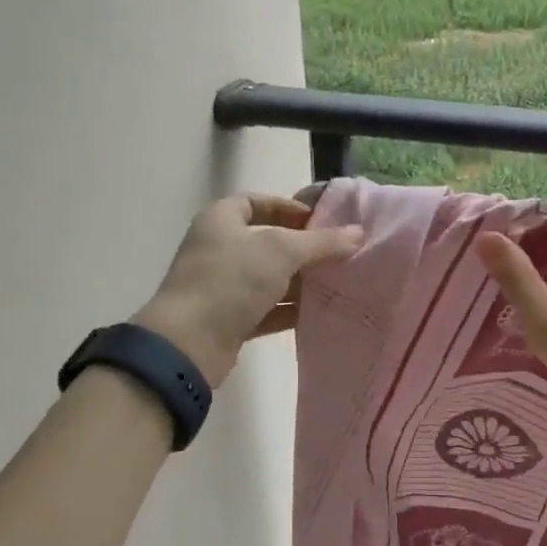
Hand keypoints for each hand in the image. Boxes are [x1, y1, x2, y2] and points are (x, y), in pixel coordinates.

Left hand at [134, 194, 362, 386]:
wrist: (189, 343)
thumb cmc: (231, 280)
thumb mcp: (281, 251)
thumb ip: (322, 242)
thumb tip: (358, 233)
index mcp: (221, 220)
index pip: (255, 202)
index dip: (287, 207)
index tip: (319, 220)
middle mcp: (218, 249)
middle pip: (267, 241)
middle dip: (303, 248)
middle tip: (338, 253)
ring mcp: (222, 286)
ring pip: (269, 278)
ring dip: (300, 281)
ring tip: (337, 282)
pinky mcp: (229, 320)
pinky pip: (266, 309)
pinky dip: (289, 309)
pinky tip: (319, 313)